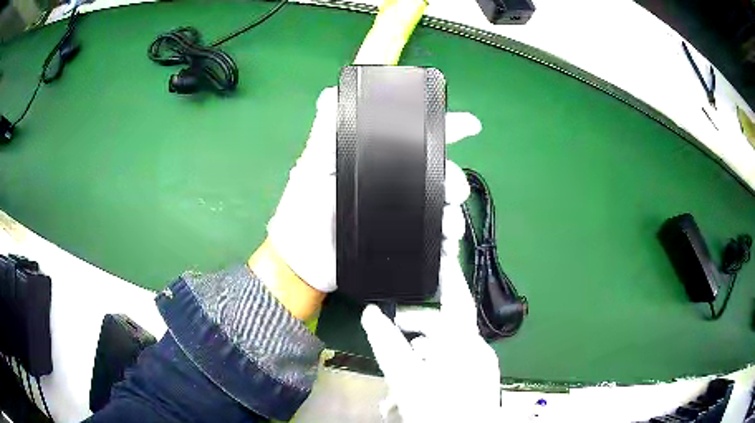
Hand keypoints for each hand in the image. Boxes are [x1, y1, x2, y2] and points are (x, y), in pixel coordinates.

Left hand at [266, 86, 482, 293]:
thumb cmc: (304, 209)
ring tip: (450, 227)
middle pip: (440, 176)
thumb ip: (324, 134)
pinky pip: (433, 243)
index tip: (471, 126)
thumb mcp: (312, 167)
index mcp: (379, 162)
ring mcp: (402, 217)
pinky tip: (448, 250)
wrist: (302, 259)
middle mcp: (396, 186)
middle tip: (453, 192)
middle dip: (455, 180)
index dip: (446, 128)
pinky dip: (446, 247)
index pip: (417, 138)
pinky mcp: (404, 246)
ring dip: (454, 215)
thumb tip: (330, 93)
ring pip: (442, 210)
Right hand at [361, 262, 502, 421]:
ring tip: (393, 385)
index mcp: (463, 342)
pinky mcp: (474, 381)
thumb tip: (371, 314)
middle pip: (440, 328)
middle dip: (411, 332)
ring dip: (414, 362)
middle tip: (388, 334)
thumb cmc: (439, 409)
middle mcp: (474, 349)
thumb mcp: (407, 378)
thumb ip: (388, 344)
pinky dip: (427, 374)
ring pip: (440, 352)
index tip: (440, 251)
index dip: (448, 273)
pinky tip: (407, 394)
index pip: (457, 297)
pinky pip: (448, 368)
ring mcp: (477, 367)